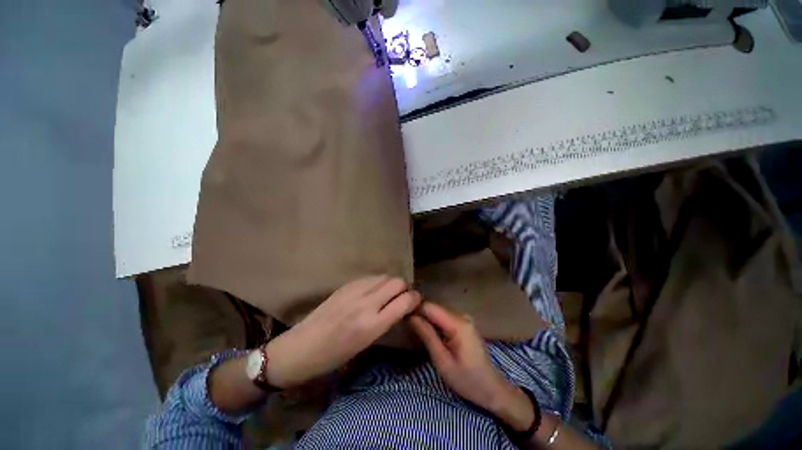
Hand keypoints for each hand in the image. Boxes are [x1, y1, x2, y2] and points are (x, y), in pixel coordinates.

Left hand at [265, 276, 420, 388]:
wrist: (301, 348)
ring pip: (385, 276)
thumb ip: (386, 321)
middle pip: (397, 282)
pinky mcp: (346, 285)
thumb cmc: (334, 356)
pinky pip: (370, 277)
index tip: (415, 302)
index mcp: (372, 325)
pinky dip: (378, 282)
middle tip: (401, 298)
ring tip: (388, 294)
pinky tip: (373, 291)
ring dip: (391, 283)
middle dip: (405, 289)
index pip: (405, 301)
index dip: (415, 299)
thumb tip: (402, 306)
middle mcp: (366, 304)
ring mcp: (354, 291)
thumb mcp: (365, 344)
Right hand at [409, 302, 535, 431]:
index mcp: (458, 324)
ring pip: (438, 311)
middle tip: (405, 323)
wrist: (493, 390)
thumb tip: (411, 317)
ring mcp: (464, 319)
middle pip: (434, 307)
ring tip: (413, 326)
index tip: (401, 315)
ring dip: (425, 317)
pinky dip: (434, 321)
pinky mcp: (464, 324)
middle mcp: (461, 316)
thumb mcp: (443, 361)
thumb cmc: (468, 380)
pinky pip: (444, 317)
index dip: (414, 309)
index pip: (430, 307)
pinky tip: (426, 329)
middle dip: (419, 313)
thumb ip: (427, 336)